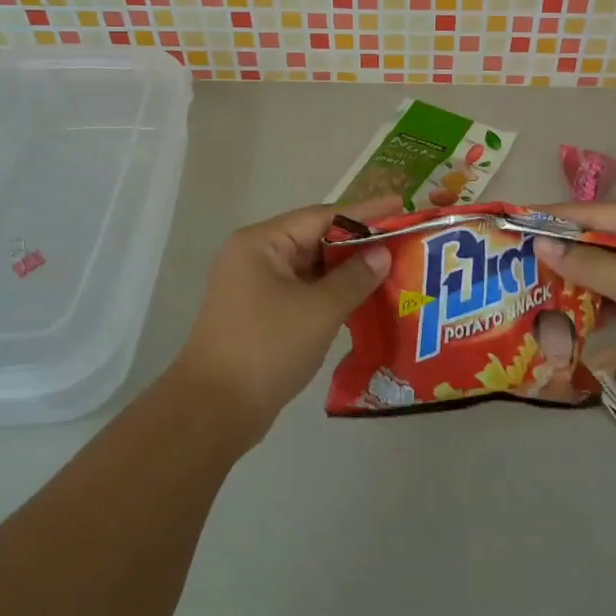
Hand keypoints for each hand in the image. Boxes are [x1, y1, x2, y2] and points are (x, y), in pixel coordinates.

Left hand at [172, 199, 395, 445]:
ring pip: (311, 269)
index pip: (322, 216)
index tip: (400, 204)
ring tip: (391, 270)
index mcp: (262, 243)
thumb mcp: (319, 310)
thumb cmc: (267, 347)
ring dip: (347, 271)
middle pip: (316, 239)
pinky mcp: (260, 315)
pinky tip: (363, 301)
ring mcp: (255, 287)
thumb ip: (355, 278)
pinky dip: (331, 294)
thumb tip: (381, 253)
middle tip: (402, 242)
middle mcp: (255, 257)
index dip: (365, 212)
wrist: (213, 410)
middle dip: (359, 243)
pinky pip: (303, 293)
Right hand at [535, 201, 615, 410]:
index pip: (597, 213)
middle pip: (596, 242)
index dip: (557, 216)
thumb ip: (588, 264)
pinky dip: (583, 306)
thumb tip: (541, 243)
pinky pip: (607, 301)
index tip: (517, 220)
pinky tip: (553, 312)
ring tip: (524, 282)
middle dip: (560, 249)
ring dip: (569, 280)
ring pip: (599, 274)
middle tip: (514, 254)